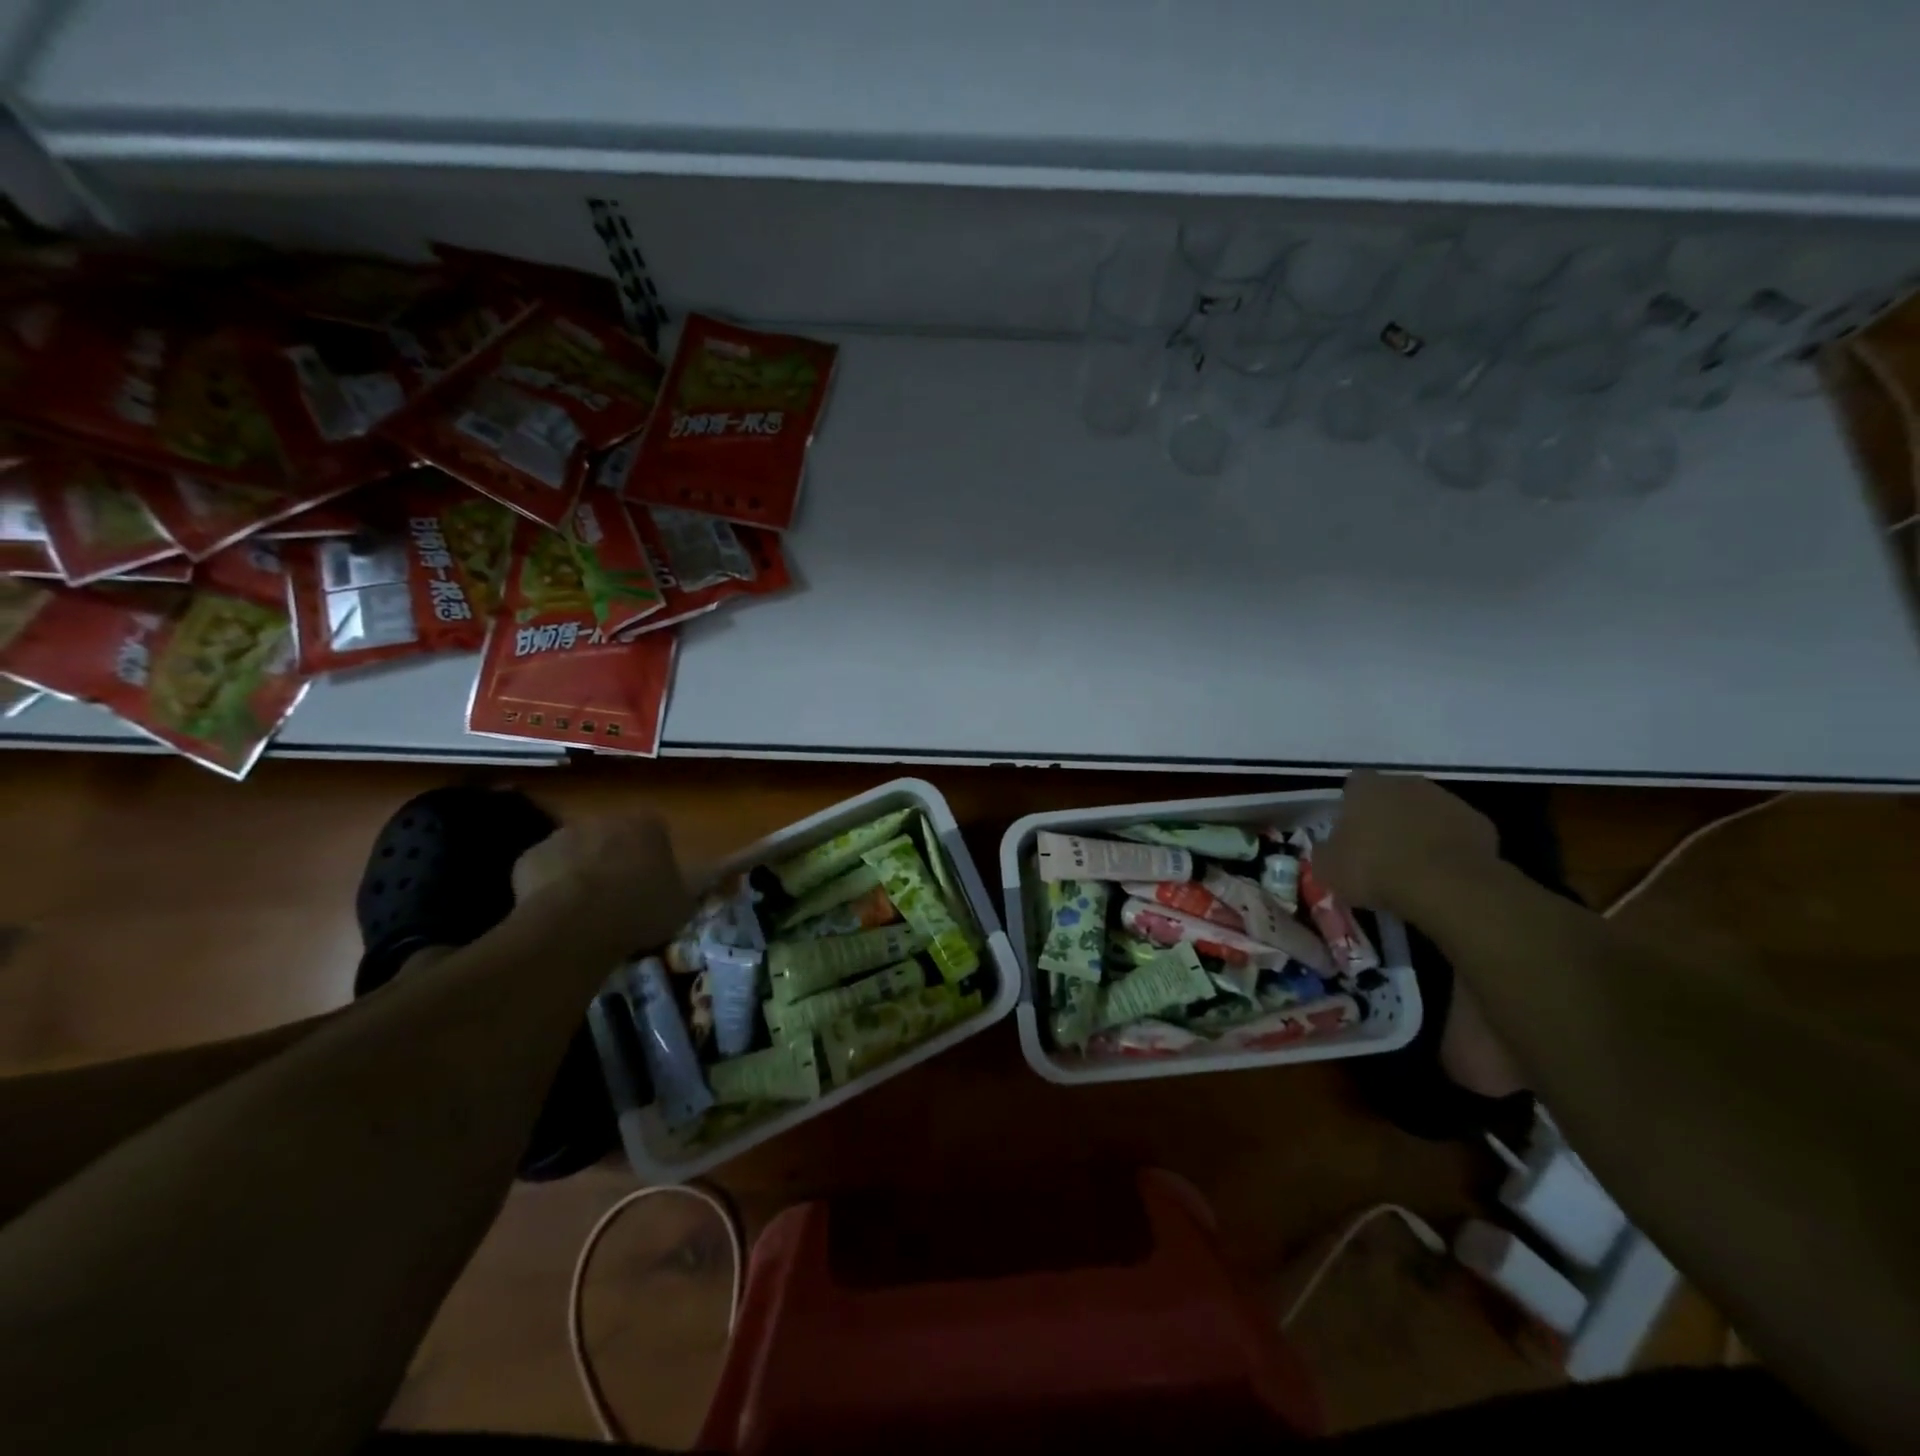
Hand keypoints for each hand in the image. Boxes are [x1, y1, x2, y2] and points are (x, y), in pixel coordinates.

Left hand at [511, 814, 694, 955]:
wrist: (574, 926)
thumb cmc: (640, 910)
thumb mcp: (685, 903)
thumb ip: (697, 885)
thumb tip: (728, 870)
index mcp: (647, 824)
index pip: (656, 831)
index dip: (655, 857)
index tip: (654, 885)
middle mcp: (605, 818)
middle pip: (614, 837)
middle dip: (615, 859)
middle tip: (620, 898)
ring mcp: (563, 834)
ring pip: (578, 851)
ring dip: (582, 871)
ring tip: (586, 911)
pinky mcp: (530, 856)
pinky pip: (545, 870)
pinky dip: (550, 886)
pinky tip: (557, 914)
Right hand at [1318, 770, 1497, 918]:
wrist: (1447, 886)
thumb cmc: (1375, 869)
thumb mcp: (1328, 868)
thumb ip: (1325, 851)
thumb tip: (1329, 849)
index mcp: (1366, 787)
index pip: (1353, 784)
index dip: (1349, 807)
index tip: (1349, 833)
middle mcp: (1406, 783)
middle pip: (1392, 794)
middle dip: (1386, 816)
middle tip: (1379, 848)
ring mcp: (1447, 800)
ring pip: (1426, 811)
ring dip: (1418, 829)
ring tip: (1412, 864)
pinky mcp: (1479, 823)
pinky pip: (1455, 831)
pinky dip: (1448, 846)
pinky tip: (1442, 871)